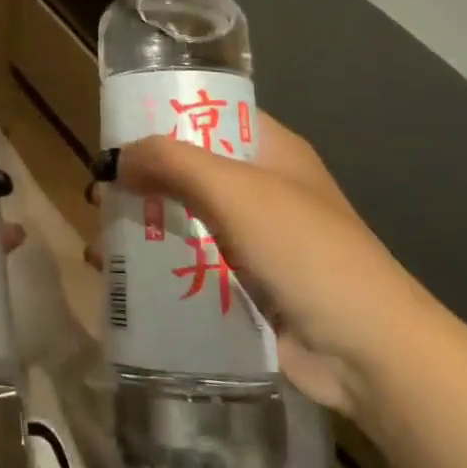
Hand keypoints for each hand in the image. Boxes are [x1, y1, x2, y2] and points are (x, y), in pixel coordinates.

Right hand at [98, 113, 442, 418]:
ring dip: (147, 229)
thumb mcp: (236, 191)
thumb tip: (117, 158)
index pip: (211, 114)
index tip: (116, 130)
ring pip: (188, 221)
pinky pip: (194, 266)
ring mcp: (257, 240)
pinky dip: (162, 270)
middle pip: (191, 170)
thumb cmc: (305, 250)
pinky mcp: (249, 287)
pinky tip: (123, 283)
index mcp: (271, 150)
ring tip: (99, 245)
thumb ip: (173, 162)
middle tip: (96, 195)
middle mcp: (263, 189)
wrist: (370, 353)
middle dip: (144, 180)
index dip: (165, 115)